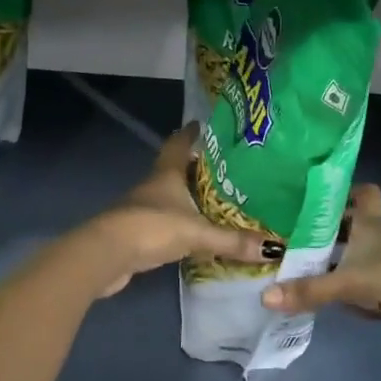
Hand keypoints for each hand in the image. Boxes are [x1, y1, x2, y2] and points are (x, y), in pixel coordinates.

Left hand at [81, 127, 265, 297]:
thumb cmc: (152, 227)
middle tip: (225, 166)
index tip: (205, 125)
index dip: (192, 133)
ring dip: (189, 195)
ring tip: (217, 198)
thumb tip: (273, 248)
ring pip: (171, 195)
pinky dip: (181, 221)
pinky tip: (196, 230)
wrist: (106, 255)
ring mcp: (143, 208)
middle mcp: (154, 185)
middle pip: (176, 168)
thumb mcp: (197, 232)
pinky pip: (166, 220)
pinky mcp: (139, 232)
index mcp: (167, 173)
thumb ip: (233, 240)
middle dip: (197, 166)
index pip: (180, 143)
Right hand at [260, 184, 380, 347]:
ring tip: (317, 277)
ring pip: (367, 257)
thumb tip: (265, 296)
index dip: (346, 192)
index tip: (321, 200)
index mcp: (372, 222)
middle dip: (337, 236)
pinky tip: (349, 306)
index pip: (363, 193)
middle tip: (305, 243)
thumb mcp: (346, 283)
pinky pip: (378, 285)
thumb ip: (308, 290)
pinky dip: (365, 292)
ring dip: (349, 267)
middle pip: (359, 227)